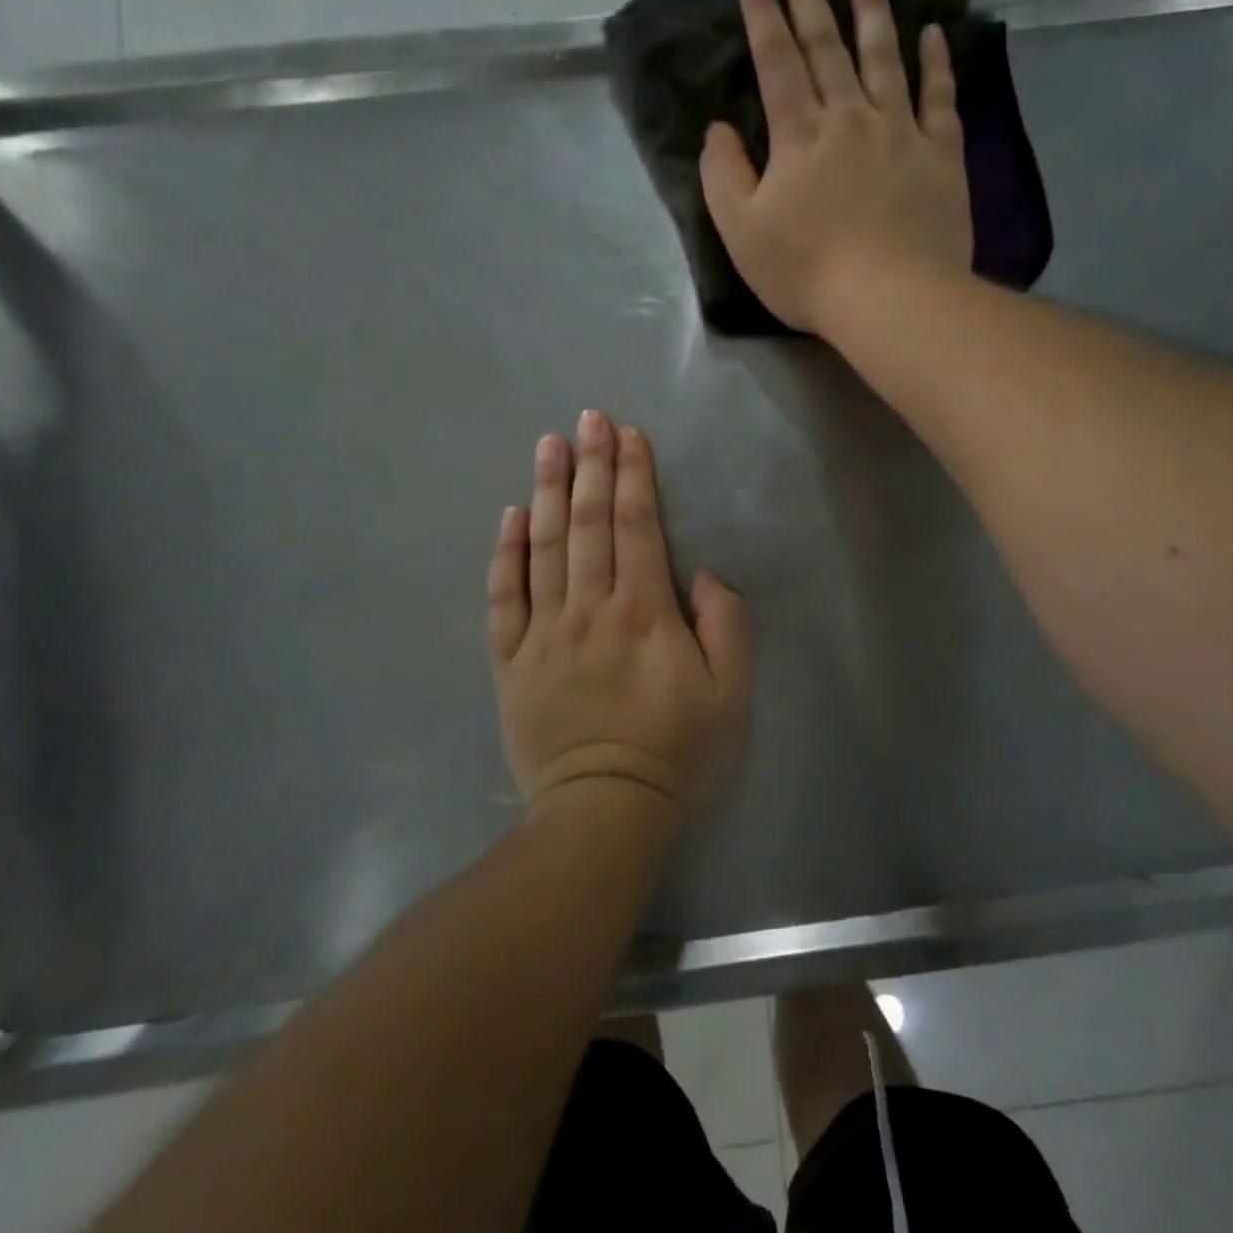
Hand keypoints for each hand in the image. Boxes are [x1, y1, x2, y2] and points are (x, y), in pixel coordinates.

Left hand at [487, 411, 752, 816]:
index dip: (633, 476)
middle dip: (590, 466)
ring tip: (547, 446)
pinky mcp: (511, 662)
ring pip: (544, 548)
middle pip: (588, 525)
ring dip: (548, 492)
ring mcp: (543, 634)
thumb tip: (701, 576)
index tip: (628, 435)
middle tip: (587, 419)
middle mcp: (588, 610)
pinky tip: (510, 516)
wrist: (603, 812)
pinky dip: (506, 555)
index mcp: (642, 613)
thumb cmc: (675, 752)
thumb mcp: (729, 694)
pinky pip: (503, 599)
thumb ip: (725, 626)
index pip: (636, 528)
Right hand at [699, 0, 972, 336]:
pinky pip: (939, 98)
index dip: (763, 18)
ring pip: (884, 58)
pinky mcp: (940, 156)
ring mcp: (900, 133)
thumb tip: (717, 130)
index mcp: (799, 136)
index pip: (776, 62)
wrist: (888, 299)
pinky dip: (935, 63)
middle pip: (827, 47)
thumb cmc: (807, 273)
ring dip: (872, 10)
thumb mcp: (742, 233)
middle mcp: (850, 118)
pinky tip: (931, 32)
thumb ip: (723, 176)